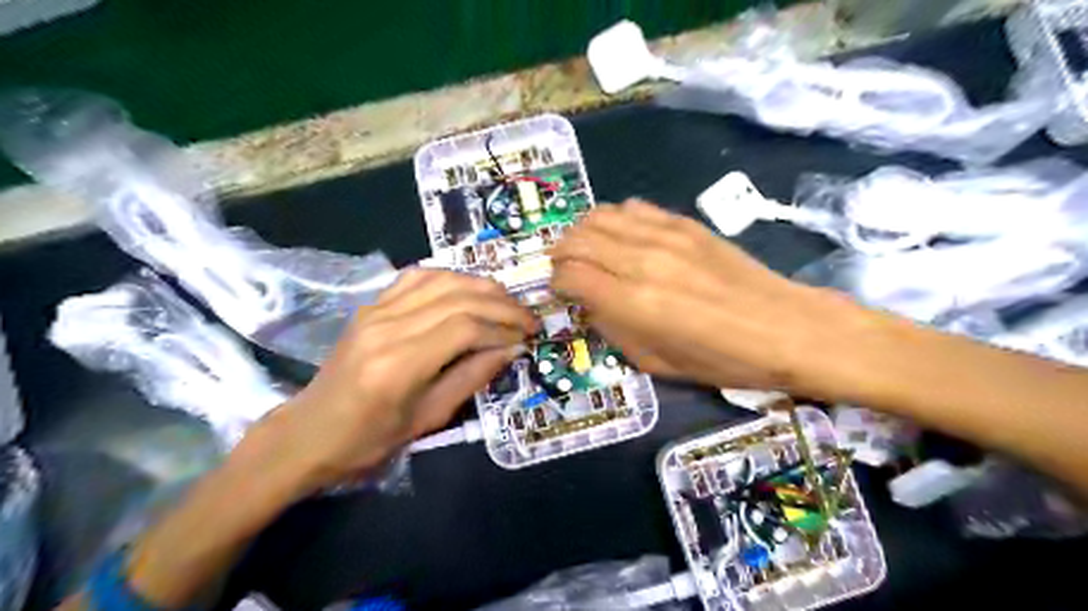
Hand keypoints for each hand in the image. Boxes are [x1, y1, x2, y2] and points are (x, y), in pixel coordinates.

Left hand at [242, 269, 536, 493]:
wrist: (310, 431)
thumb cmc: (370, 439)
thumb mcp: (430, 418)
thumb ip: (473, 377)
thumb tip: (512, 348)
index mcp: (399, 365)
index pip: (465, 327)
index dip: (503, 327)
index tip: (528, 336)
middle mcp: (387, 327)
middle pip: (458, 298)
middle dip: (502, 304)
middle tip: (528, 318)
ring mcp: (376, 310)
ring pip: (442, 280)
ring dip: (482, 286)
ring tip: (507, 302)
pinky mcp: (371, 304)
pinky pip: (417, 277)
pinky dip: (451, 277)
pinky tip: (469, 289)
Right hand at [553, 199, 867, 392]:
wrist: (785, 328)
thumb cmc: (721, 360)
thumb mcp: (656, 363)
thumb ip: (614, 330)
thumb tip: (590, 305)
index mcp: (634, 303)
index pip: (569, 275)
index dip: (557, 283)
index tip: (562, 292)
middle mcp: (642, 261)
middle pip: (577, 239)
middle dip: (561, 254)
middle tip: (567, 271)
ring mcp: (665, 236)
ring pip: (600, 216)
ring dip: (583, 232)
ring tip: (588, 251)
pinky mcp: (685, 223)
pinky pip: (633, 208)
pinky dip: (615, 219)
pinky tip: (622, 236)